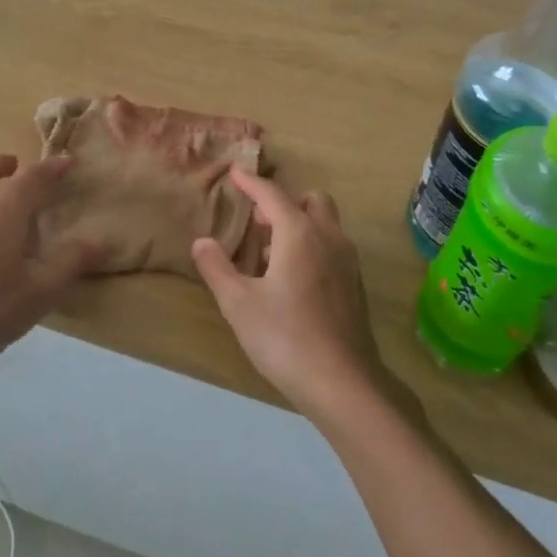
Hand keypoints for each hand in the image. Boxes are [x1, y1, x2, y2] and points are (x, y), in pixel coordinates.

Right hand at [191, 169, 398, 425]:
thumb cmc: (285, 338)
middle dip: (284, 202)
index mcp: (300, 234)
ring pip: (325, 224)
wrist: (343, 382)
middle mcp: (328, 238)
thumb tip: (201, 242)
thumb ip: (218, 268)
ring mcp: (347, 261)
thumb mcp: (239, 304)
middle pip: (310, 201)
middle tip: (257, 221)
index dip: (251, 183)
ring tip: (269, 253)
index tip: (235, 173)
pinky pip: (332, 247)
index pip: (272, 195)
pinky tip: (291, 279)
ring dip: (299, 224)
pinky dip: (312, 246)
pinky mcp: (355, 284)